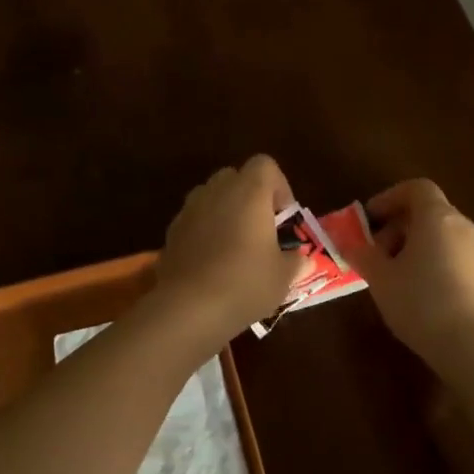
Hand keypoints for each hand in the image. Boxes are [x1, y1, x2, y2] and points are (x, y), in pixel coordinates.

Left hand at [154, 155, 303, 347]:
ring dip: (225, 213)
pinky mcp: (171, 232)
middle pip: (235, 177)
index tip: (283, 217)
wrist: (189, 308)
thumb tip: (302, 260)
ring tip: (235, 247)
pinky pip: (194, 221)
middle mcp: (217, 191)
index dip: (279, 186)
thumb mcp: (283, 277)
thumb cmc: (245, 283)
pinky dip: (204, 232)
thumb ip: (295, 262)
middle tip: (261, 230)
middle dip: (249, 197)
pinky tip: (212, 263)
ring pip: (211, 198)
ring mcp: (189, 210)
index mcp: (249, 192)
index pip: (265, 165)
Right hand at [352, 179, 473, 363]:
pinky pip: (454, 255)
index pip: (416, 188)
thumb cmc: (420, 302)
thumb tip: (349, 243)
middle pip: (428, 211)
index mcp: (437, 217)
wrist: (473, 345)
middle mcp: (463, 226)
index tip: (370, 219)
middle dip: (398, 227)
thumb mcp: (381, 279)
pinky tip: (419, 293)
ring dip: (415, 246)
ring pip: (442, 235)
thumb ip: (363, 255)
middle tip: (376, 254)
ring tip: (394, 276)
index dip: (390, 197)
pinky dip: (433, 261)